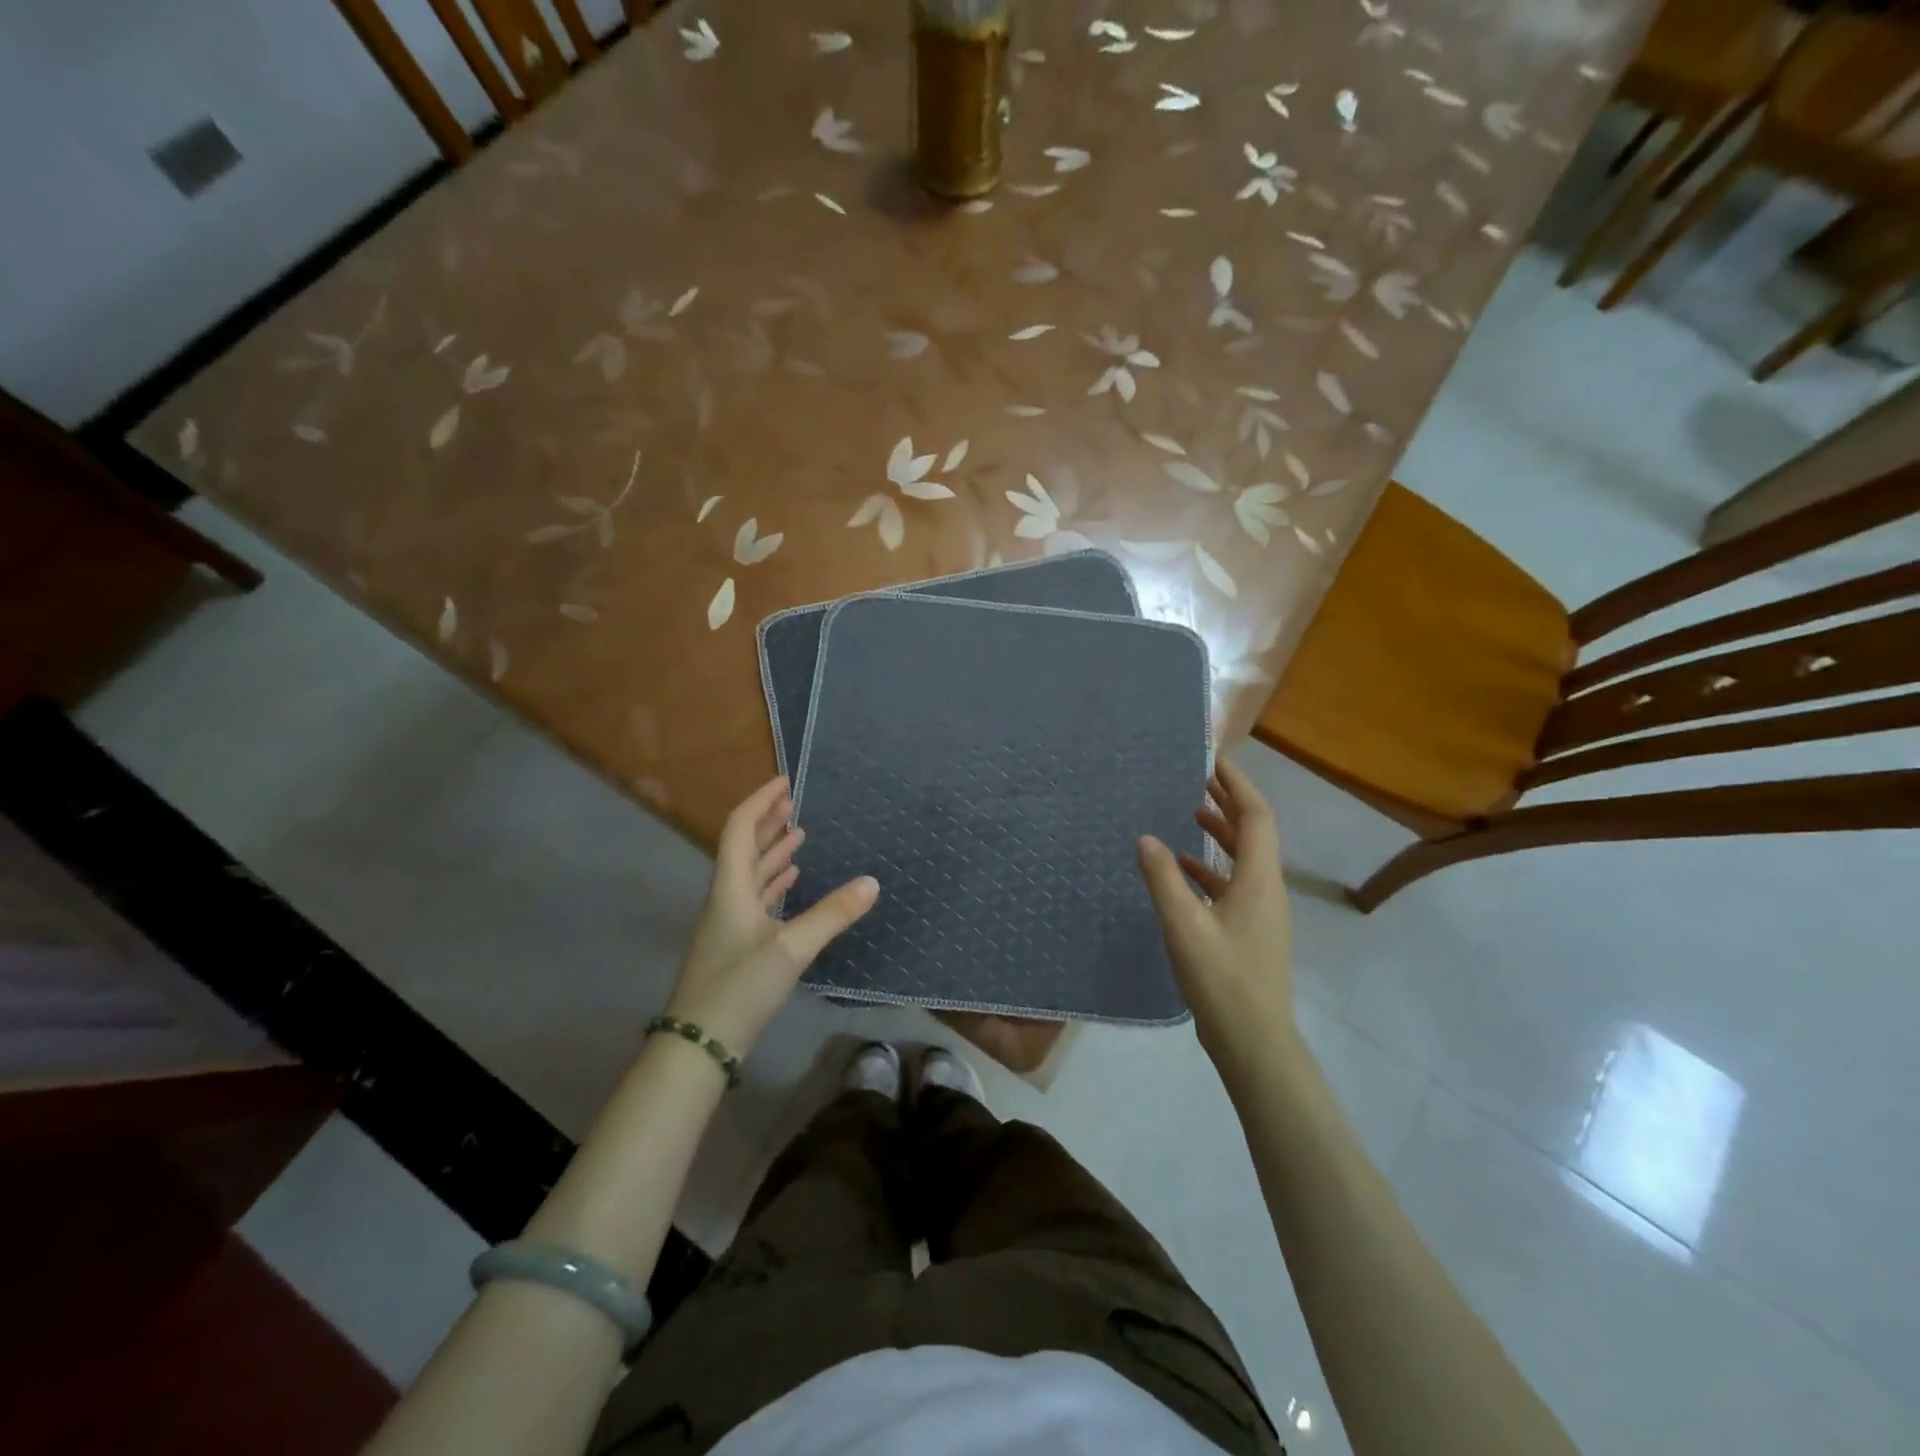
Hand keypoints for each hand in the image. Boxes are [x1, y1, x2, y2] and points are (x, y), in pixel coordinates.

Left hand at [664, 776, 878, 1057]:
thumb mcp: (791, 949)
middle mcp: (728, 897)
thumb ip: (832, 915)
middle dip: (768, 820)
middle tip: (793, 799)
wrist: (699, 1045)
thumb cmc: (739, 988)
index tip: (784, 781)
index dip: (760, 801)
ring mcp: (731, 922)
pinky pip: (757, 898)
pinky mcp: (739, 944)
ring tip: (798, 832)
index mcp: (732, 888)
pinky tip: (792, 879)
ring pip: (752, 873)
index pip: (741, 829)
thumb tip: (872, 882)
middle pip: (745, 847)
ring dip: (773, 849)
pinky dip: (775, 881)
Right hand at [1137, 758, 1295, 1065]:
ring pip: (1243, 858)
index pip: (1255, 816)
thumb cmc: (1222, 978)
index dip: (1237, 784)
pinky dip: (1211, 867)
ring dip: (1220, 832)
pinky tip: (1183, 870)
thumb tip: (1145, 836)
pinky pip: (1234, 883)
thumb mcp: (1184, 925)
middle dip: (1228, 801)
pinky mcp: (1251, 931)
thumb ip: (1163, 878)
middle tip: (1198, 777)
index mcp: (1258, 879)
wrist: (1255, 1040)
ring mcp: (1261, 912)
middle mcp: (1266, 888)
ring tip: (1190, 812)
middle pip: (1253, 832)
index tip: (1213, 760)